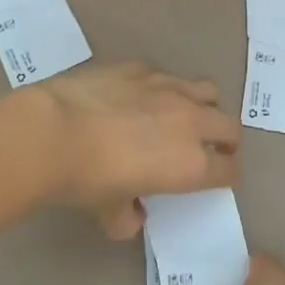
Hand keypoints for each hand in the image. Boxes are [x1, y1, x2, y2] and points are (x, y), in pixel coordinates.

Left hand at [33, 62, 240, 237]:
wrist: (55, 132)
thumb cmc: (87, 181)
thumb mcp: (109, 212)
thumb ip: (128, 216)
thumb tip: (131, 215)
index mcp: (191, 164)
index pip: (229, 170)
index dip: (227, 175)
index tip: (220, 178)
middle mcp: (191, 122)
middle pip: (229, 126)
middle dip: (226, 139)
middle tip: (212, 148)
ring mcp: (168, 88)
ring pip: (208, 90)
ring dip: (204, 105)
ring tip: (184, 115)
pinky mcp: (144, 68)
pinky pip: (167, 76)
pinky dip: (164, 89)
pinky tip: (140, 97)